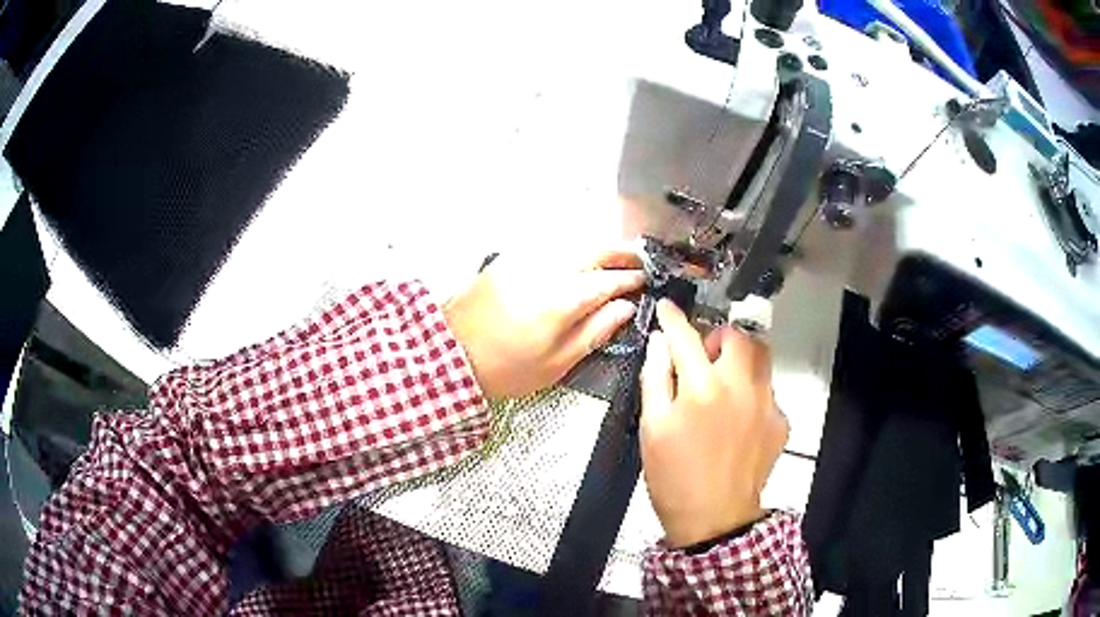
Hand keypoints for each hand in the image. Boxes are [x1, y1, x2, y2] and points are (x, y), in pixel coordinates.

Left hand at [443, 248, 645, 399]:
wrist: (451, 355)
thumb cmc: (506, 369)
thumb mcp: (556, 364)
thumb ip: (594, 332)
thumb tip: (625, 308)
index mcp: (559, 302)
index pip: (606, 280)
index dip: (629, 279)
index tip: (645, 280)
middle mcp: (544, 272)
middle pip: (592, 249)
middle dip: (619, 251)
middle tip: (638, 260)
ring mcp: (523, 260)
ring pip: (571, 241)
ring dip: (598, 245)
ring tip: (615, 256)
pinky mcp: (508, 259)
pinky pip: (549, 243)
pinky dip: (572, 245)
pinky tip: (580, 256)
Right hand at [639, 299, 787, 547]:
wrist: (714, 518)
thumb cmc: (674, 476)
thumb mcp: (652, 428)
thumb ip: (655, 380)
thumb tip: (659, 345)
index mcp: (702, 388)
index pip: (686, 337)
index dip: (674, 319)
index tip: (668, 310)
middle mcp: (740, 386)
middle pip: (737, 336)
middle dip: (718, 337)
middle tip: (703, 359)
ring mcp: (766, 402)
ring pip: (761, 357)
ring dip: (741, 358)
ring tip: (724, 383)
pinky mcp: (781, 420)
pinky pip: (768, 389)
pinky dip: (752, 391)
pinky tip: (738, 417)